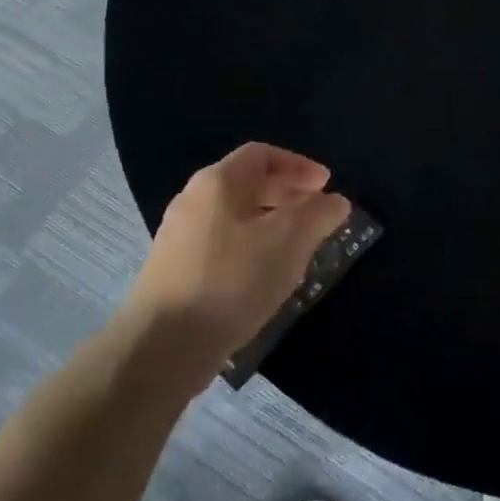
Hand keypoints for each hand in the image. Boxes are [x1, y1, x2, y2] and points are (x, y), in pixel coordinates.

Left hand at [127, 142, 350, 371]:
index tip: (327, 185)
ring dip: (271, 225)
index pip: (262, 154)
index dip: (299, 165)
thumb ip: (318, 215)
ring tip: (299, 249)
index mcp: (217, 182)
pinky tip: (266, 278)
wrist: (163, 346)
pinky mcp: (175, 272)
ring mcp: (179, 238)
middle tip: (317, 215)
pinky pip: (222, 246)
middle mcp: (193, 200)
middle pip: (247, 184)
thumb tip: (336, 201)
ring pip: (235, 218)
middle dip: (288, 195)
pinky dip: (251, 250)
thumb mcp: (289, 241)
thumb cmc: (232, 280)